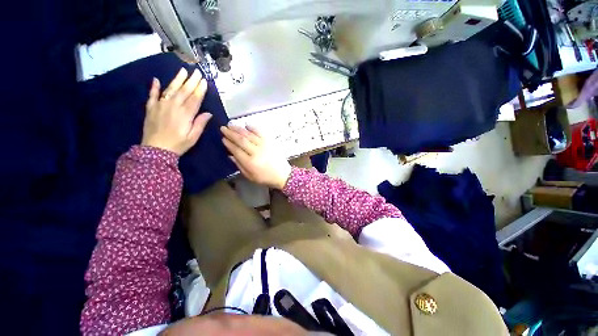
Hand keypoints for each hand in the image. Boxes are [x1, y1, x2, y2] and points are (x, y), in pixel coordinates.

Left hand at [142, 68, 212, 154]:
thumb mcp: (193, 137)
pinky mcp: (151, 108)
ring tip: (182, 71)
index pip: (195, 98)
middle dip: (191, 81)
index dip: (200, 89)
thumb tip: (209, 113)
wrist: (155, 150)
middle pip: (184, 91)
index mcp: (185, 114)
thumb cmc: (178, 144)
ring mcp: (160, 106)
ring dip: (177, 80)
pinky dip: (154, 87)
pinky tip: (156, 79)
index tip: (204, 80)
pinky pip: (152, 95)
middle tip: (196, 71)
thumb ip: (200, 123)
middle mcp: (173, 106)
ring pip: (170, 90)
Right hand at [221, 125, 291, 189]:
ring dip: (239, 129)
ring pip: (249, 135)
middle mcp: (256, 152)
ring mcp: (264, 145)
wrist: (282, 174)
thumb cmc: (265, 177)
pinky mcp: (270, 142)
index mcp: (250, 162)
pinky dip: (253, 128)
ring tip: (231, 124)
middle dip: (231, 133)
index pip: (236, 150)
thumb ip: (240, 165)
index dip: (228, 143)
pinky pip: (260, 133)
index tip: (223, 138)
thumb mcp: (250, 176)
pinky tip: (247, 124)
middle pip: (241, 140)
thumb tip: (230, 155)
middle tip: (223, 128)